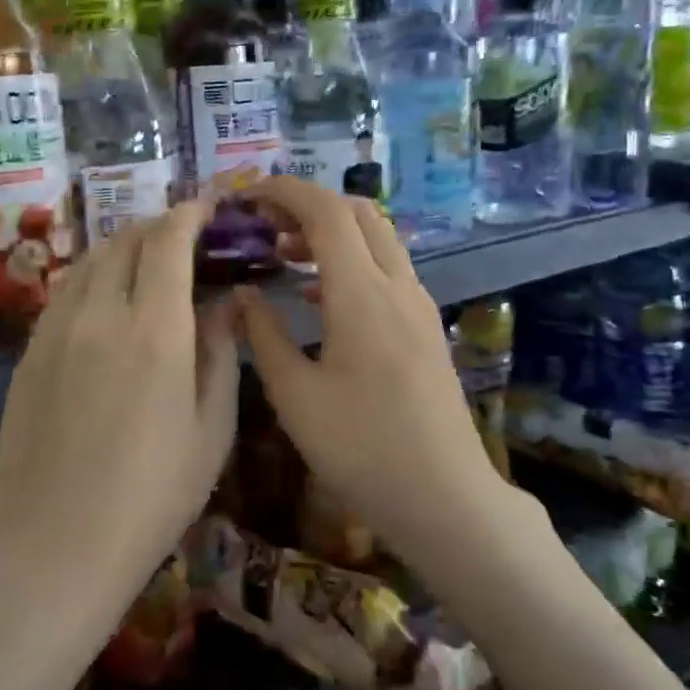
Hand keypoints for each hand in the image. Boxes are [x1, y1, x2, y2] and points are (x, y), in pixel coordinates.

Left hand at [0, 201, 239, 613]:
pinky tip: (107, 299)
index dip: (189, 214)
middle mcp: (100, 313)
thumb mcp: (211, 430)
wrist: (53, 548)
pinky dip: (93, 275)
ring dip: (123, 246)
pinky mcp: (28, 352)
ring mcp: (55, 330)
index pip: (168, 241)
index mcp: (154, 330)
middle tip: (184, 237)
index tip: (207, 208)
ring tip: (146, 260)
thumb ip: (221, 354)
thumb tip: (226, 303)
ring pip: (89, 259)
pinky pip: (65, 291)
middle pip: (125, 239)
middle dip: (158, 225)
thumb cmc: (151, 497)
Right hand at [233, 178, 501, 559]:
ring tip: (285, 253)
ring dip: (331, 231)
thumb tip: (244, 294)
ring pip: (377, 237)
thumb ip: (264, 335)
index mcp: (362, 294)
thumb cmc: (362, 450)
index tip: (246, 197)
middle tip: (264, 226)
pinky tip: (319, 294)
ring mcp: (418, 304)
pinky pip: (387, 268)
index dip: (284, 191)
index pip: (325, 211)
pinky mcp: (426, 325)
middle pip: (357, 212)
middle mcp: (397, 285)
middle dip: (308, 205)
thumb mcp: (296, 396)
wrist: (446, 497)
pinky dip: (351, 259)